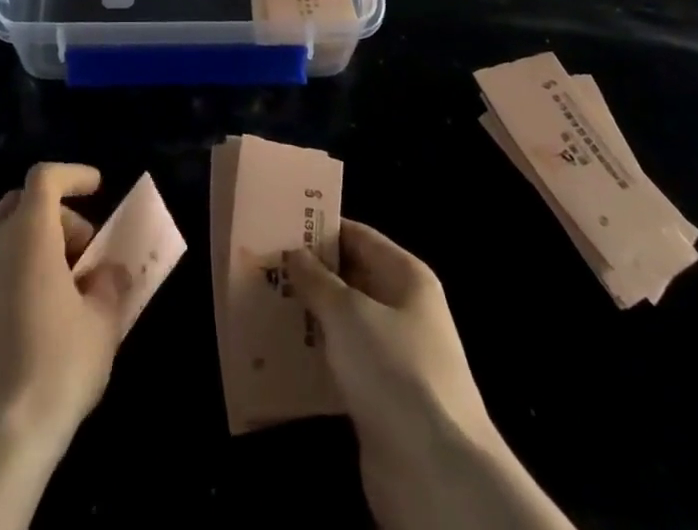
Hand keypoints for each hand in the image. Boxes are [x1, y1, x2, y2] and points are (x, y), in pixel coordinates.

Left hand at [0, 162, 128, 467]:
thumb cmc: (55, 371)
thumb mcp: (102, 325)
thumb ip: (109, 284)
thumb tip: (108, 271)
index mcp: (28, 235)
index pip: (46, 177)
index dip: (73, 175)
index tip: (97, 187)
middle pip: (20, 205)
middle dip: (54, 216)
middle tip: (80, 254)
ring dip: (27, 249)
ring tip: (52, 293)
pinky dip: (3, 280)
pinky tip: (19, 324)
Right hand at [287, 220, 572, 529]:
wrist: (435, 472)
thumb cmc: (394, 370)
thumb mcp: (348, 313)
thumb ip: (317, 280)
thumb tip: (295, 253)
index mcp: (406, 276)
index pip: (358, 236)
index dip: (321, 229)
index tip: (279, 224)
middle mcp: (403, 309)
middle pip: (350, 279)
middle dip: (309, 274)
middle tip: (263, 264)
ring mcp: (393, 355)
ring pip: (343, 323)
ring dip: (308, 316)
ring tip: (262, 303)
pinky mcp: (380, 396)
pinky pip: (342, 363)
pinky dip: (315, 356)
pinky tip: (280, 352)